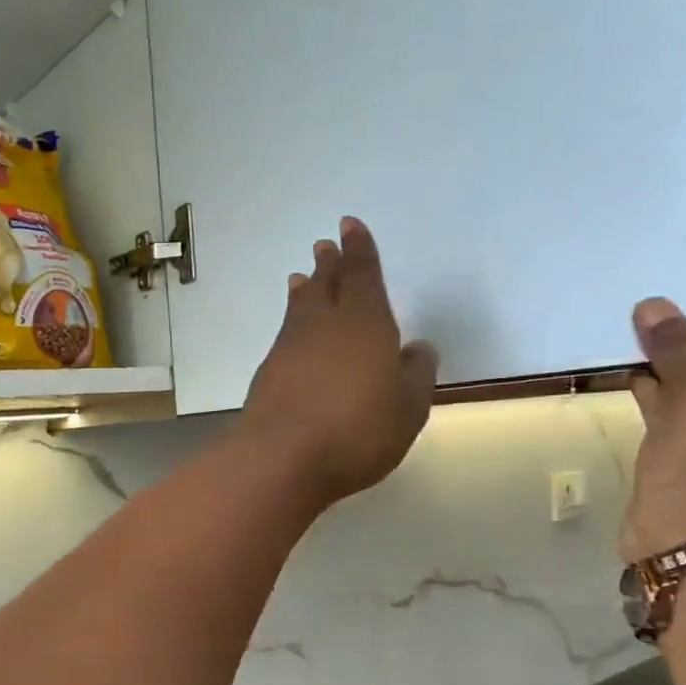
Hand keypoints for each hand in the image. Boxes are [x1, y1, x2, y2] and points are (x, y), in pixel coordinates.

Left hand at [238, 217, 438, 505]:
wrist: (281, 458)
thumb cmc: (356, 432)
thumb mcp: (407, 408)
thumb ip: (416, 374)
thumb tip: (417, 348)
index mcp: (365, 323)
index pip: (362, 275)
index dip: (359, 249)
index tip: (349, 226)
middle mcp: (323, 326)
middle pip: (325, 285)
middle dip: (328, 264)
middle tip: (324, 246)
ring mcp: (289, 348)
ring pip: (299, 309)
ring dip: (304, 291)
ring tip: (301, 279)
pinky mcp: (268, 374)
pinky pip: (284, 336)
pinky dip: (290, 324)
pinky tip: (292, 334)